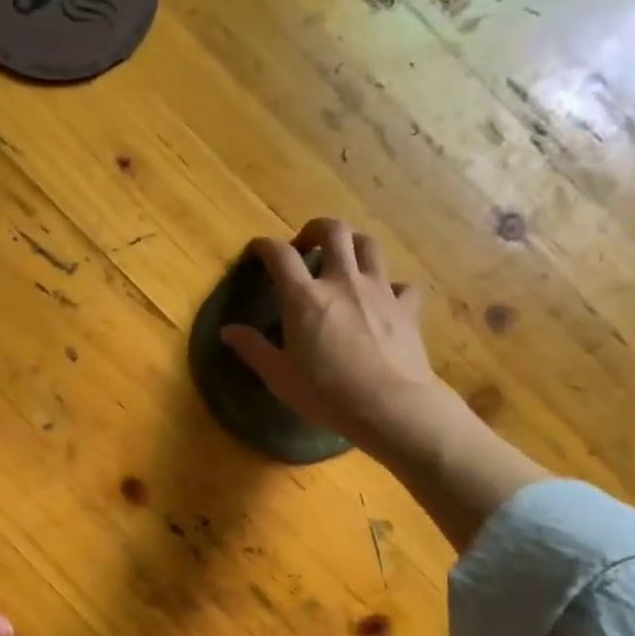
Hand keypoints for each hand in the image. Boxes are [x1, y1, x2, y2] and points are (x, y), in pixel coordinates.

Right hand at [220, 218, 455, 465]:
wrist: (390, 406)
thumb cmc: (327, 394)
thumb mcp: (279, 376)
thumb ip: (253, 349)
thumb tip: (227, 331)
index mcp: (304, 298)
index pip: (280, 255)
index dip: (265, 246)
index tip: (257, 250)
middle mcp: (342, 282)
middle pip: (333, 231)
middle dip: (316, 229)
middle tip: (306, 244)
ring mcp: (379, 290)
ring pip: (369, 245)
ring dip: (353, 244)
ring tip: (344, 259)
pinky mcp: (407, 307)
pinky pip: (402, 284)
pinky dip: (392, 286)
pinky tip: (385, 299)